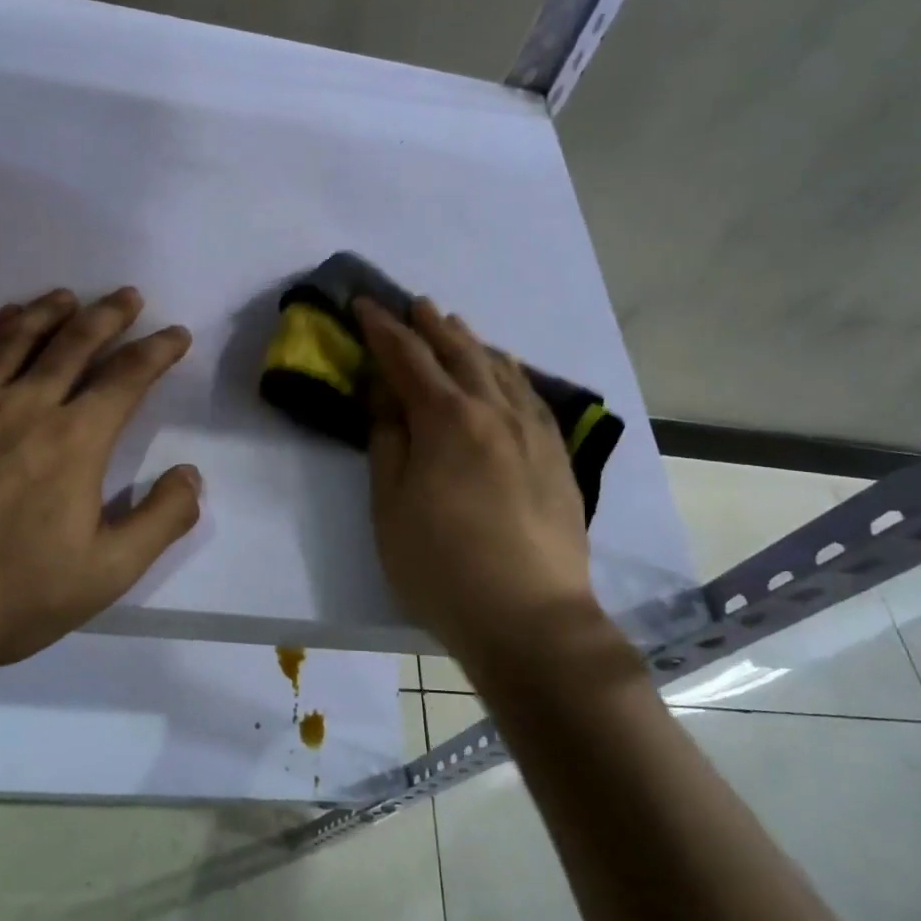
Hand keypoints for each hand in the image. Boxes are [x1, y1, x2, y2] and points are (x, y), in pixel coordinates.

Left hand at [0, 288, 201, 682]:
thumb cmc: (9, 594)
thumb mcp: (106, 573)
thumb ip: (161, 520)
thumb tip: (191, 474)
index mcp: (75, 441)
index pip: (126, 378)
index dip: (157, 351)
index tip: (175, 334)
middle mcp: (25, 406)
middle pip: (73, 343)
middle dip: (107, 315)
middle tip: (127, 295)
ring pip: (14, 339)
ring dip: (46, 312)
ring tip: (66, 296)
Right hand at [356, 296, 602, 669]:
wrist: (529, 616)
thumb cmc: (441, 566)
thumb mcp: (390, 507)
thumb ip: (387, 443)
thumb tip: (385, 397)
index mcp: (447, 420)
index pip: (408, 359)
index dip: (383, 330)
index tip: (364, 304)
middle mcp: (493, 411)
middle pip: (459, 353)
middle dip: (431, 326)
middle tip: (414, 304)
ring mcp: (532, 432)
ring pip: (500, 369)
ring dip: (472, 343)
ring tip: (456, 326)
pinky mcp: (556, 455)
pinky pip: (530, 395)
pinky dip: (510, 372)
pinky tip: (506, 372)